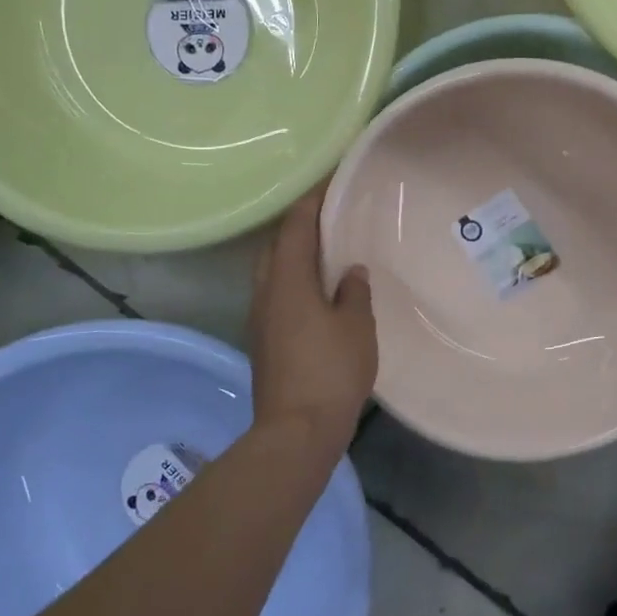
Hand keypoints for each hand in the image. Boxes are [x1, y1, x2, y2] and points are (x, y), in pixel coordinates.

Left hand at [246, 184, 376, 451]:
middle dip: (298, 226)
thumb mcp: (356, 326)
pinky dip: (293, 280)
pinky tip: (316, 290)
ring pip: (272, 271)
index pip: (296, 227)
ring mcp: (261, 319)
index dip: (312, 202)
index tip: (330, 184)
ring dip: (293, 254)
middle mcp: (267, 293)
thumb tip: (350, 272)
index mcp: (288, 281)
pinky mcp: (264, 341)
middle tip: (329, 217)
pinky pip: (276, 294)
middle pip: (276, 246)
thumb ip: (353, 292)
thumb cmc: (331, 371)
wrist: (296, 431)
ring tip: (324, 250)